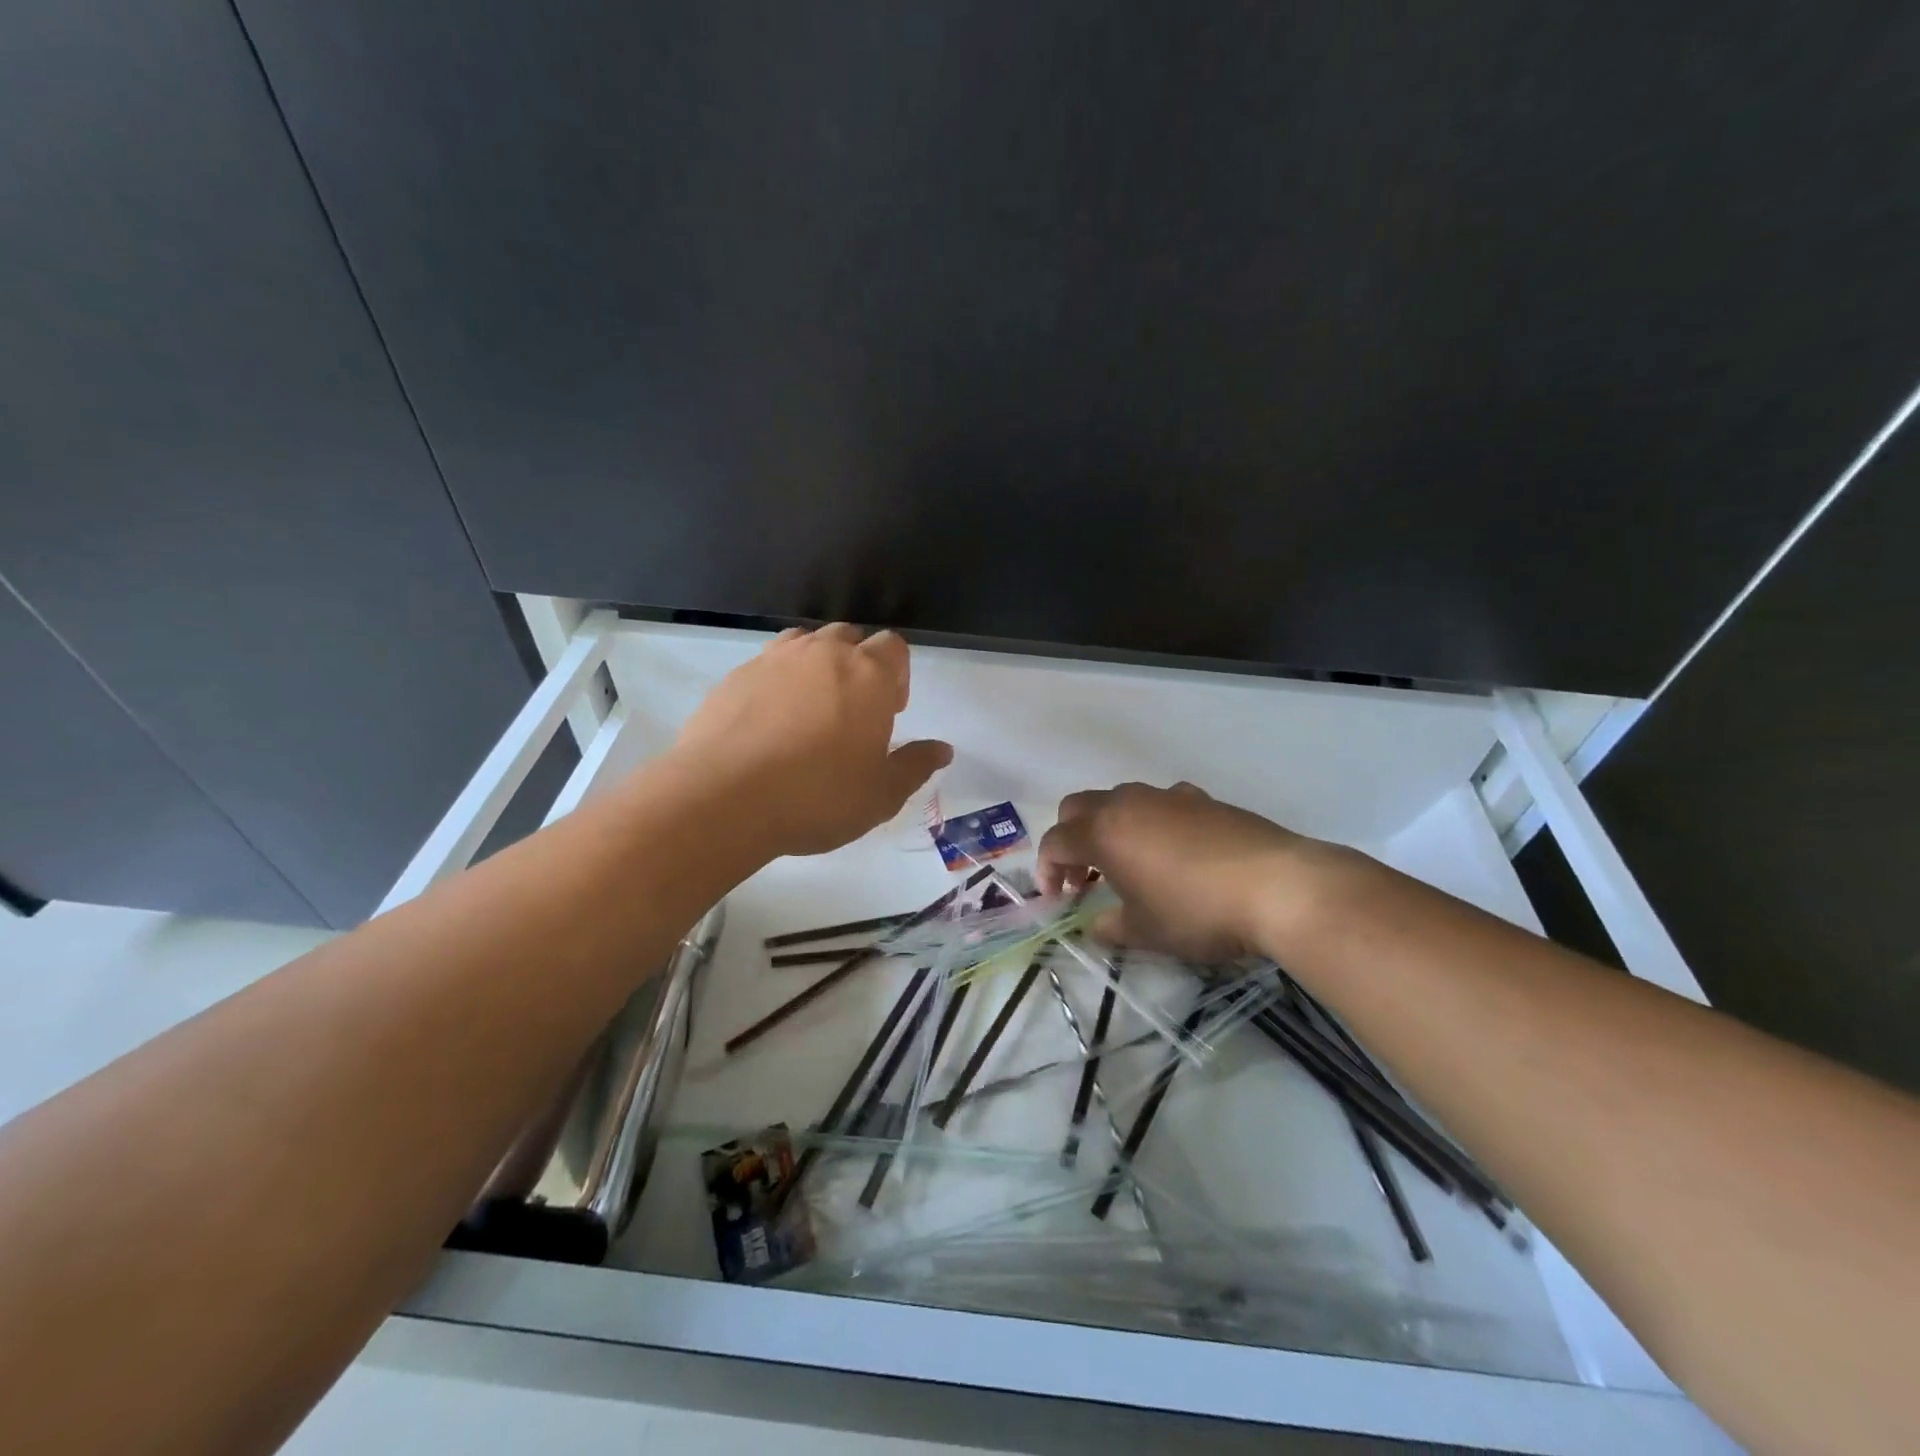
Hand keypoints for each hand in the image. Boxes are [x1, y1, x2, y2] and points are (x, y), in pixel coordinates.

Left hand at [673, 624, 951, 857]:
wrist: (723, 798)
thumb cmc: (817, 797)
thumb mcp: (880, 795)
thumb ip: (915, 766)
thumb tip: (942, 750)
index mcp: (868, 675)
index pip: (893, 646)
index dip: (897, 674)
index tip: (890, 711)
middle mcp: (823, 654)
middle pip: (850, 637)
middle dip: (858, 664)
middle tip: (853, 711)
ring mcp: (774, 659)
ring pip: (805, 644)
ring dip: (816, 666)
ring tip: (810, 711)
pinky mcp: (735, 676)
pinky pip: (767, 666)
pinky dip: (777, 683)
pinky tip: (769, 724)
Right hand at [1037, 782, 1319, 961]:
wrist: (1278, 885)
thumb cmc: (1197, 911)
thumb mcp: (1147, 931)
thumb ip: (1110, 927)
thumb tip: (1096, 926)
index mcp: (1103, 832)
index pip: (1055, 841)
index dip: (1047, 869)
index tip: (1057, 899)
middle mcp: (1128, 803)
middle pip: (1078, 806)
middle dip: (1070, 838)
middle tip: (1083, 876)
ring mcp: (1167, 796)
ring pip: (1120, 800)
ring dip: (1109, 827)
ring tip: (1129, 864)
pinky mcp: (1202, 798)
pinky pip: (1160, 804)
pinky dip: (1150, 823)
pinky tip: (1174, 853)